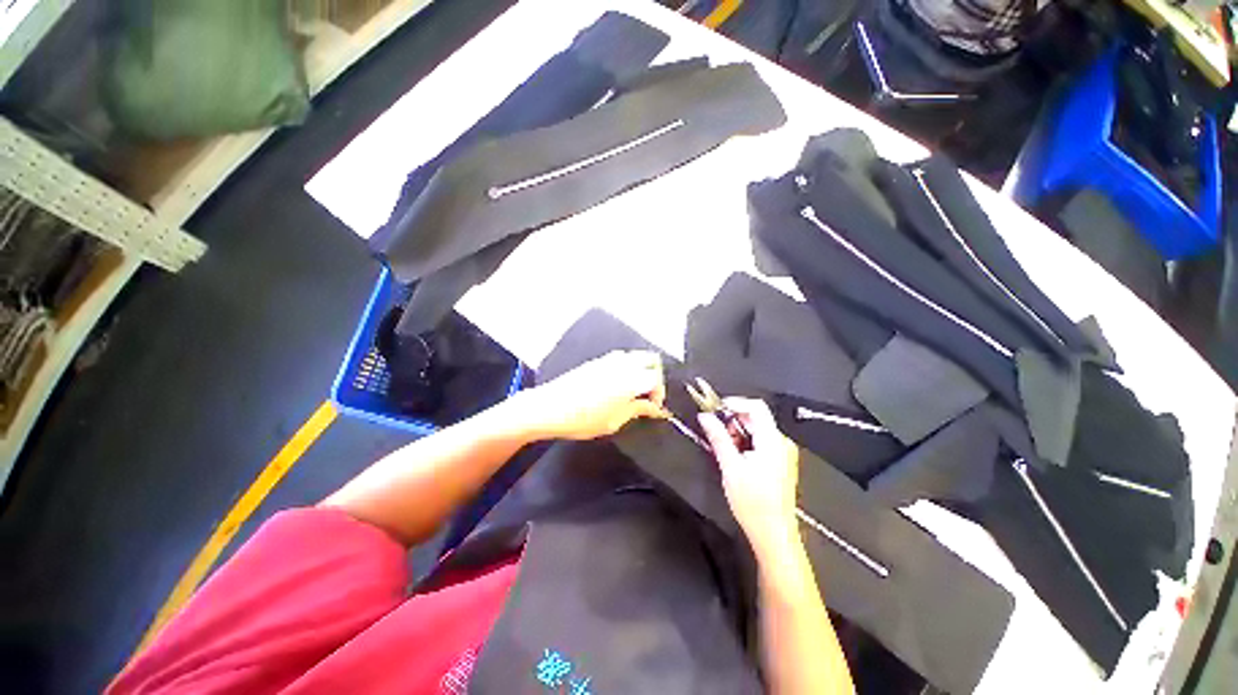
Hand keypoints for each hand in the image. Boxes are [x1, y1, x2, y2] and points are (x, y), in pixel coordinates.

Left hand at [516, 350, 667, 440]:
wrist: (548, 407)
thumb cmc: (582, 420)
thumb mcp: (613, 422)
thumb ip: (637, 410)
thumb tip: (655, 408)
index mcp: (629, 381)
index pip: (656, 378)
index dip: (660, 393)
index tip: (654, 407)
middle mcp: (622, 365)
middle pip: (651, 359)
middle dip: (656, 375)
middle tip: (649, 394)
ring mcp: (609, 360)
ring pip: (637, 355)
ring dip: (643, 369)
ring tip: (636, 389)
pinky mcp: (597, 360)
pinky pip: (622, 357)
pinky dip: (629, 366)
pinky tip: (620, 383)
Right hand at [699, 398, 800, 558]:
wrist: (773, 534)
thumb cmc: (753, 502)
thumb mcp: (730, 466)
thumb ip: (718, 437)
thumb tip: (705, 417)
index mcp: (772, 441)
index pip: (756, 407)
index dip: (735, 403)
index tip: (715, 409)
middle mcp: (781, 443)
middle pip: (756, 418)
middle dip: (733, 421)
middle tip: (716, 432)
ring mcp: (783, 454)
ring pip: (757, 431)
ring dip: (738, 433)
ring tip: (725, 449)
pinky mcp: (780, 463)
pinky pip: (761, 442)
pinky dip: (746, 443)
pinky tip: (736, 458)